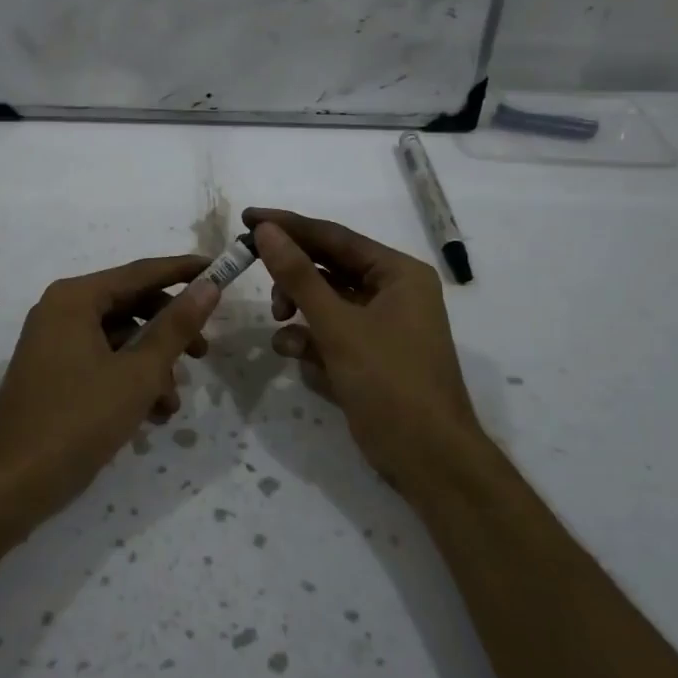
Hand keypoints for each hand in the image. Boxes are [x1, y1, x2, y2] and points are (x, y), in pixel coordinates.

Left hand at [0, 255, 222, 536]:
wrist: (11, 485)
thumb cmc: (78, 421)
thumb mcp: (138, 374)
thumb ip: (176, 327)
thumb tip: (209, 287)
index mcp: (75, 298)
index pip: (141, 272)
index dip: (184, 271)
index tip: (221, 270)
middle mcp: (61, 310)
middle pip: (130, 305)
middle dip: (170, 330)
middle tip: (203, 352)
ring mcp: (53, 342)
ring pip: (119, 338)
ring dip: (152, 365)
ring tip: (172, 403)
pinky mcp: (52, 372)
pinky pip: (101, 360)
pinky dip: (129, 380)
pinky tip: (151, 414)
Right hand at [246, 208, 487, 498]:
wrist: (428, 459)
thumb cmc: (389, 383)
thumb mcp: (338, 326)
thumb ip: (299, 276)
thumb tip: (266, 230)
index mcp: (398, 273)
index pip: (335, 237)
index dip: (289, 226)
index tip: (248, 218)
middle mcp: (394, 291)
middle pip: (330, 266)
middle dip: (292, 273)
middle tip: (252, 268)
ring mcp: (384, 324)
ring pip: (327, 300)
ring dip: (299, 306)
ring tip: (279, 319)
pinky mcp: (371, 354)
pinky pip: (332, 331)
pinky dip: (310, 337)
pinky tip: (292, 350)